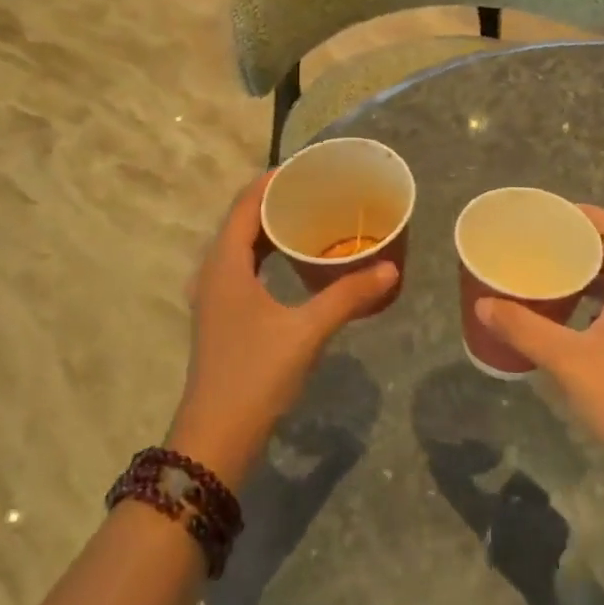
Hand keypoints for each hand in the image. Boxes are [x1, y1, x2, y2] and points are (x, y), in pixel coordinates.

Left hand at [169, 173, 396, 486]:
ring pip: (241, 246)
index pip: (244, 205)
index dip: (272, 181)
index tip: (307, 167)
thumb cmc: (255, 375)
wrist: (216, 437)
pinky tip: (295, 263)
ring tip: (311, 218)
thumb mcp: (306, 332)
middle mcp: (213, 273)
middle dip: (276, 202)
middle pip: (241, 222)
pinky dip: (267, 254)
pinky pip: (243, 268)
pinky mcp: (222, 316)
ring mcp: (215, 297)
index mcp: (224, 265)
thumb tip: (390, 269)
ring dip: (270, 229)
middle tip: (318, 190)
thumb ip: (348, 296)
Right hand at [476, 207, 603, 490]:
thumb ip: (524, 329)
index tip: (555, 213)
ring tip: (545, 271)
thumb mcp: (568, 361)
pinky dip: (587, 300)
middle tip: (541, 240)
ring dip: (584, 272)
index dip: (590, 215)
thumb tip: (483, 303)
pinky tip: (561, 316)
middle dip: (580, 242)